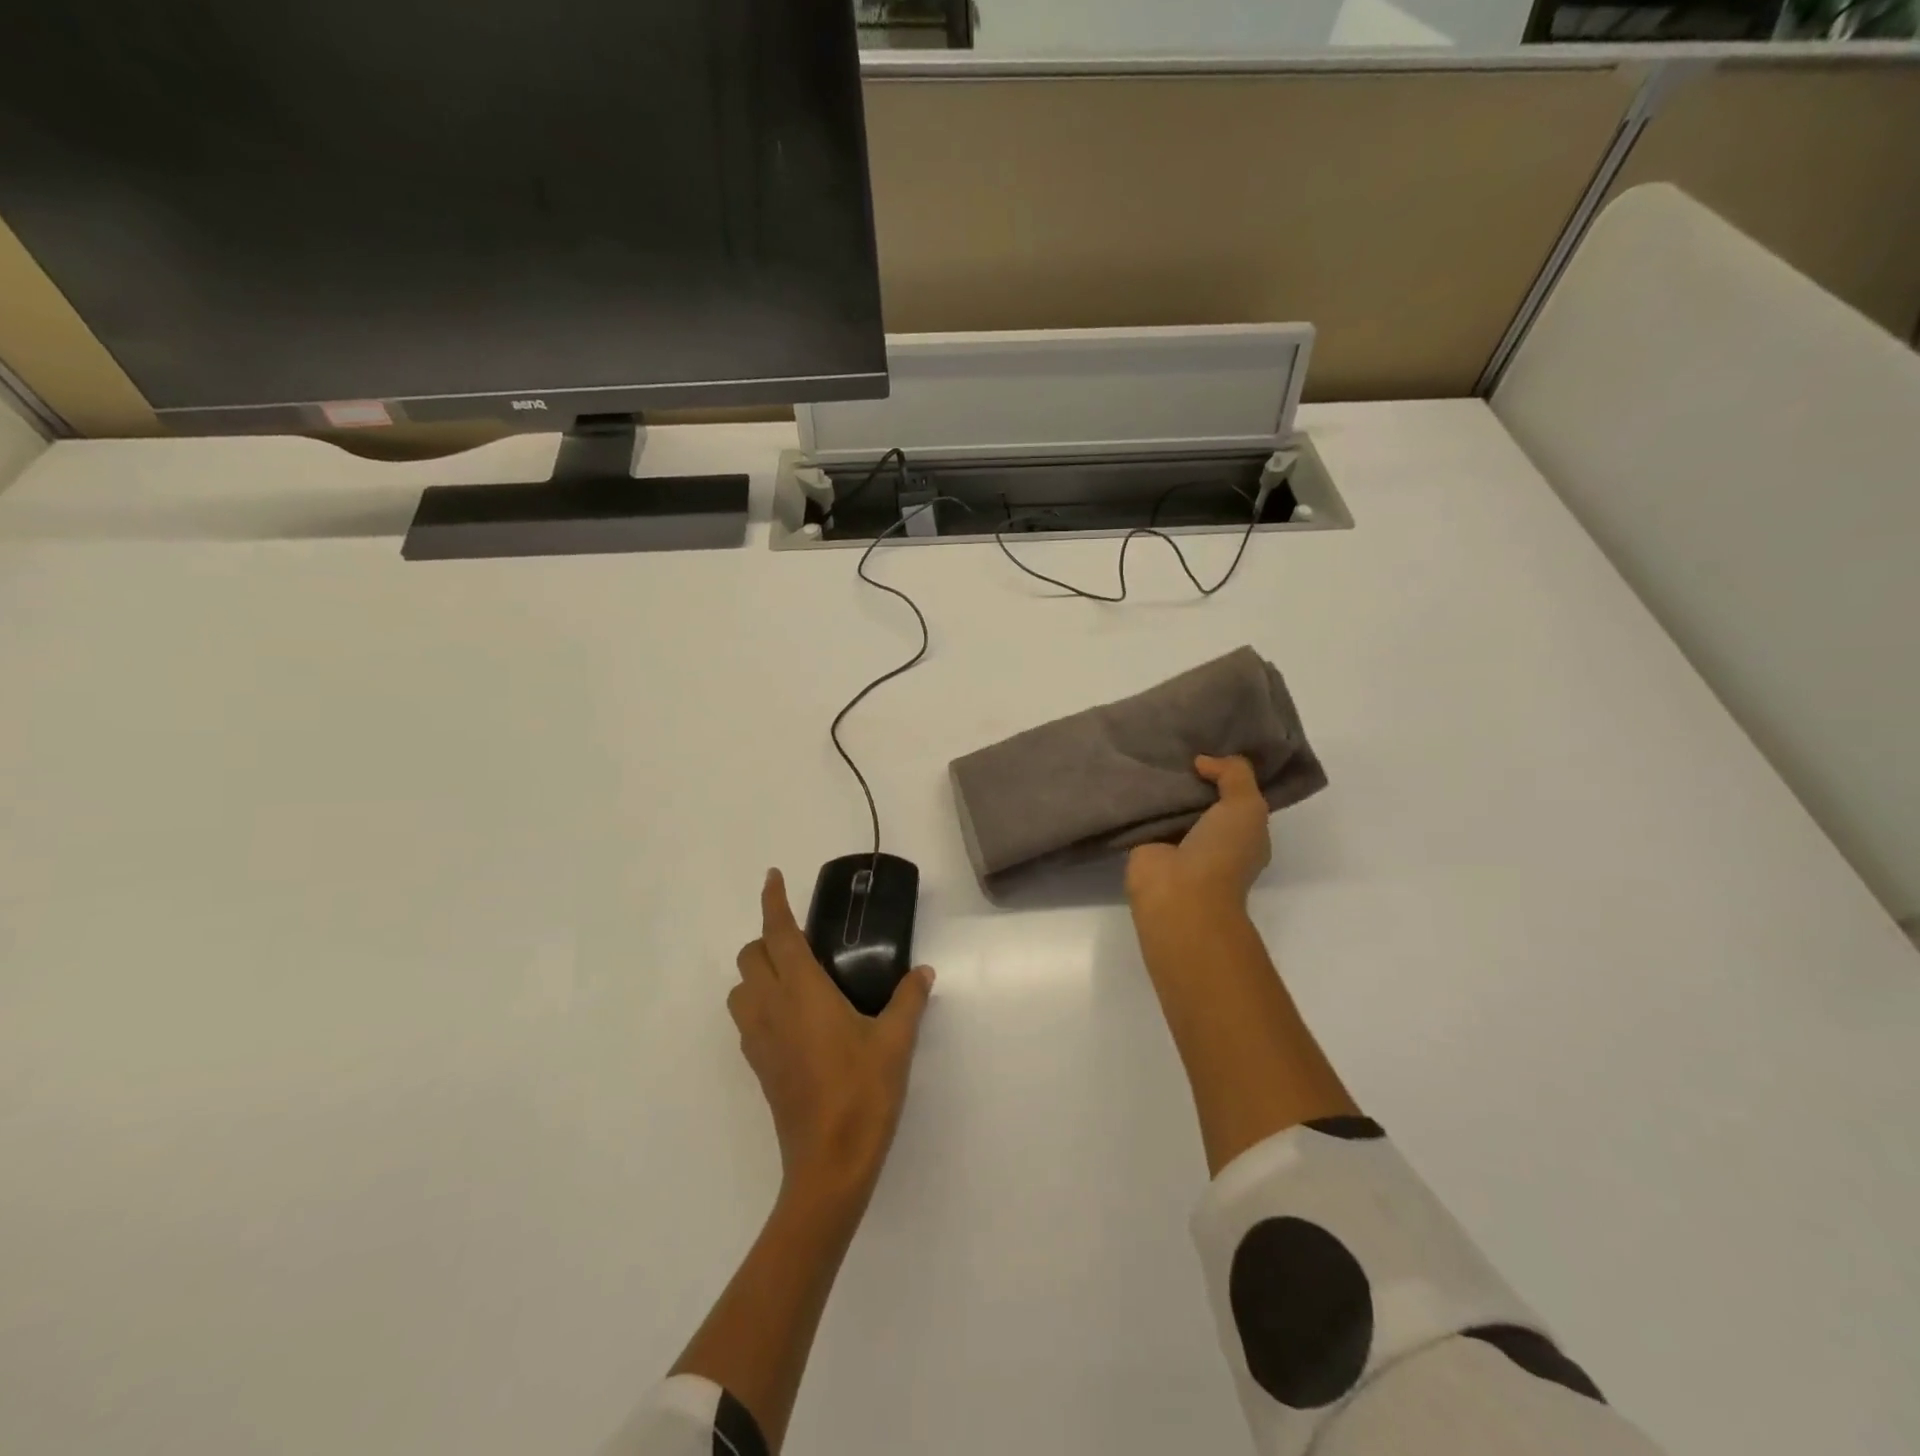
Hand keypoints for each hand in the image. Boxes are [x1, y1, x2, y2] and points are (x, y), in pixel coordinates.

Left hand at [731, 869, 934, 1210]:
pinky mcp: (758, 1065)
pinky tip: (793, 1017)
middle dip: (768, 936)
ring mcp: (759, 1039)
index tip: (773, 877)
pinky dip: (759, 1002)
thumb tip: (922, 972)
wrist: (829, 1164)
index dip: (773, 901)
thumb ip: (908, 1000)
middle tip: (801, 938)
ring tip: (794, 976)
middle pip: (750, 956)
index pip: (778, 933)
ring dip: (758, 971)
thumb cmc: (863, 1093)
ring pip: (740, 988)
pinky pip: (747, 1018)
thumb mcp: (896, 1041)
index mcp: (802, 991)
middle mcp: (772, 1007)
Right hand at [1126, 755, 1271, 911]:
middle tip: (1177, 741)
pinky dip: (1139, 795)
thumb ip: (1234, 774)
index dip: (1228, 770)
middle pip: (1202, 796)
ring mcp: (1177, 841)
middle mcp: (1212, 837)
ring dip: (1163, 783)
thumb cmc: (1222, 852)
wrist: (1179, 893)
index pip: (1238, 795)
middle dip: (1192, 772)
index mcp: (1243, 832)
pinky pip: (1144, 811)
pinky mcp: (1146, 843)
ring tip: (1151, 748)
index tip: (1214, 742)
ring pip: (1172, 802)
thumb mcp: (1247, 806)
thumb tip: (1203, 761)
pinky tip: (1130, 769)